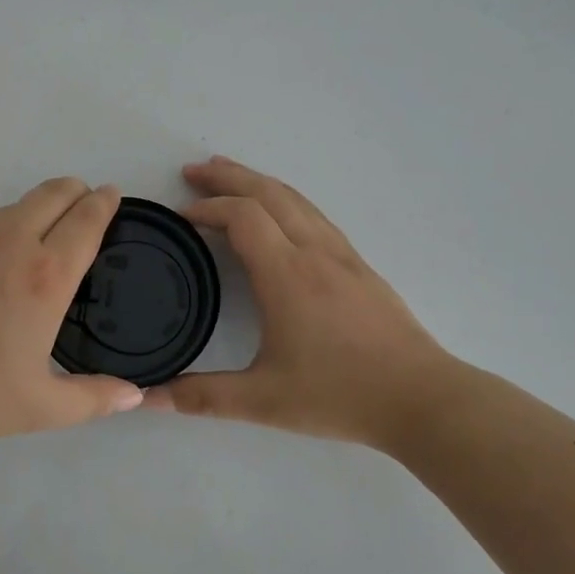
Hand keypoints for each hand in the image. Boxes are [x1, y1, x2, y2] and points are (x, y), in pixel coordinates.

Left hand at [0, 178, 143, 450]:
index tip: (112, 195)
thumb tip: (134, 395)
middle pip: (53, 192)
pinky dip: (0, 230)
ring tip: (41, 238)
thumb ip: (93, 399)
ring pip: (15, 206)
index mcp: (44, 276)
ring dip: (38, 209)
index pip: (86, 221)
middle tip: (85, 204)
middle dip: (76, 191)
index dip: (104, 203)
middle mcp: (9, 243)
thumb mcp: (38, 408)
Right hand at [153, 157, 469, 447]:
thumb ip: (203, 397)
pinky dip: (284, 199)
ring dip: (257, 181)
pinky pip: (314, 214)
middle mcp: (314, 252)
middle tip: (192, 172)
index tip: (181, 217)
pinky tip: (279, 213)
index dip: (207, 208)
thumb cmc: (341, 394)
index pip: (242, 216)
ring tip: (229, 175)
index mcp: (287, 274)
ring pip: (295, 198)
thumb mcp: (264, 401)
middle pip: (268, 192)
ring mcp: (341, 254)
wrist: (423, 398)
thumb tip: (151, 397)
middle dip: (227, 176)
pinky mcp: (359, 265)